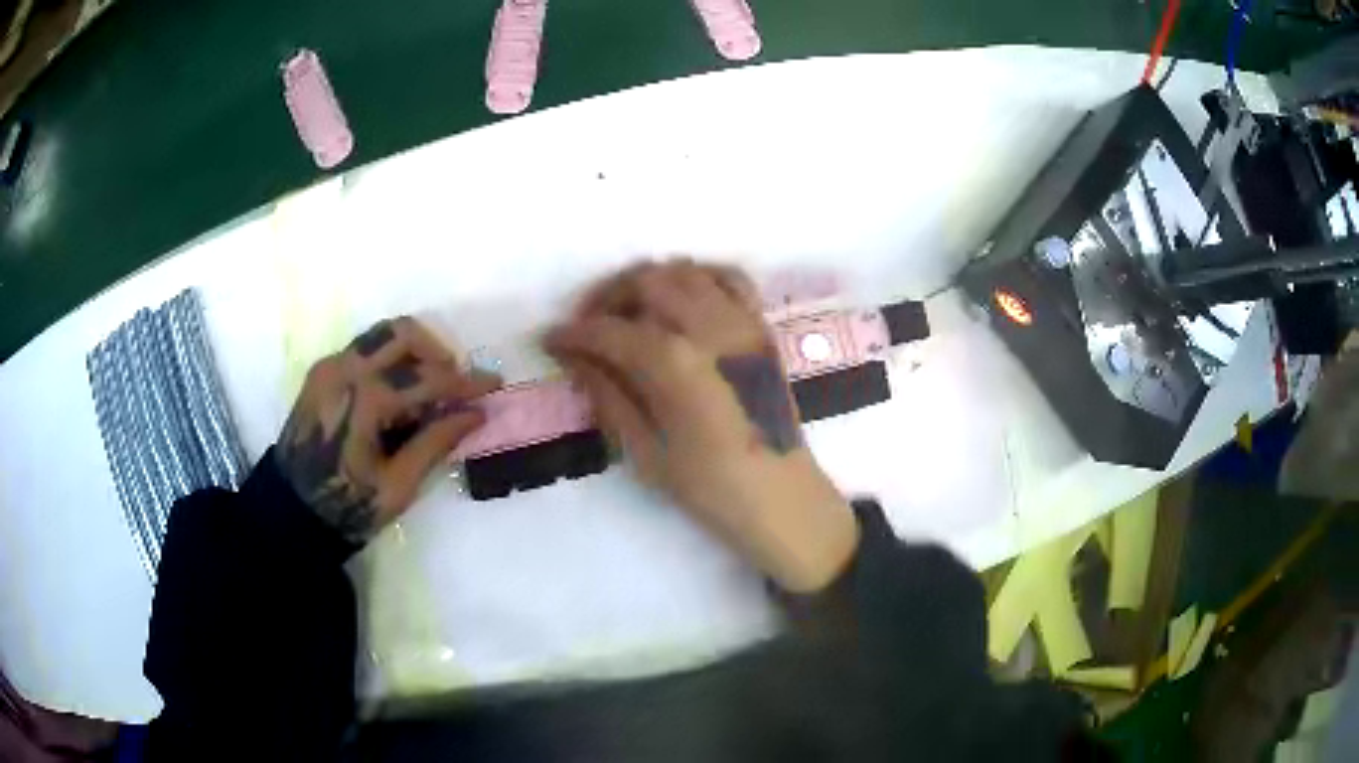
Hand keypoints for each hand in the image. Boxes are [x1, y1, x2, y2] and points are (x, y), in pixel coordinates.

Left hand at [275, 317, 500, 544]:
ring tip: (428, 386)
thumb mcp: (398, 486)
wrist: (290, 510)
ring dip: (414, 351)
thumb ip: (436, 442)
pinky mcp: (322, 372)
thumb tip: (476, 414)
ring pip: (383, 334)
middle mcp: (345, 368)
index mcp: (365, 399)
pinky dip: (390, 360)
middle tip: (455, 384)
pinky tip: (398, 394)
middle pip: (403, 333)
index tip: (495, 384)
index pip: (427, 378)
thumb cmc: (346, 506)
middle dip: (437, 353)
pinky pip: (365, 348)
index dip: (466, 382)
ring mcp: (330, 366)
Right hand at [547, 261, 858, 592]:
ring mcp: (741, 321)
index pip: (609, 330)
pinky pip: (729, 278)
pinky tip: (680, 300)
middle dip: (607, 296)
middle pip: (645, 281)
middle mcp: (708, 326)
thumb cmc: (709, 486)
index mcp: (674, 362)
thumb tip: (575, 358)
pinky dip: (698, 277)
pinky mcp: (761, 327)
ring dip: (648, 282)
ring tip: (629, 312)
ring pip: (685, 271)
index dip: (573, 333)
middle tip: (587, 325)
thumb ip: (608, 394)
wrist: (780, 496)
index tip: (551, 339)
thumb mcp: (644, 450)